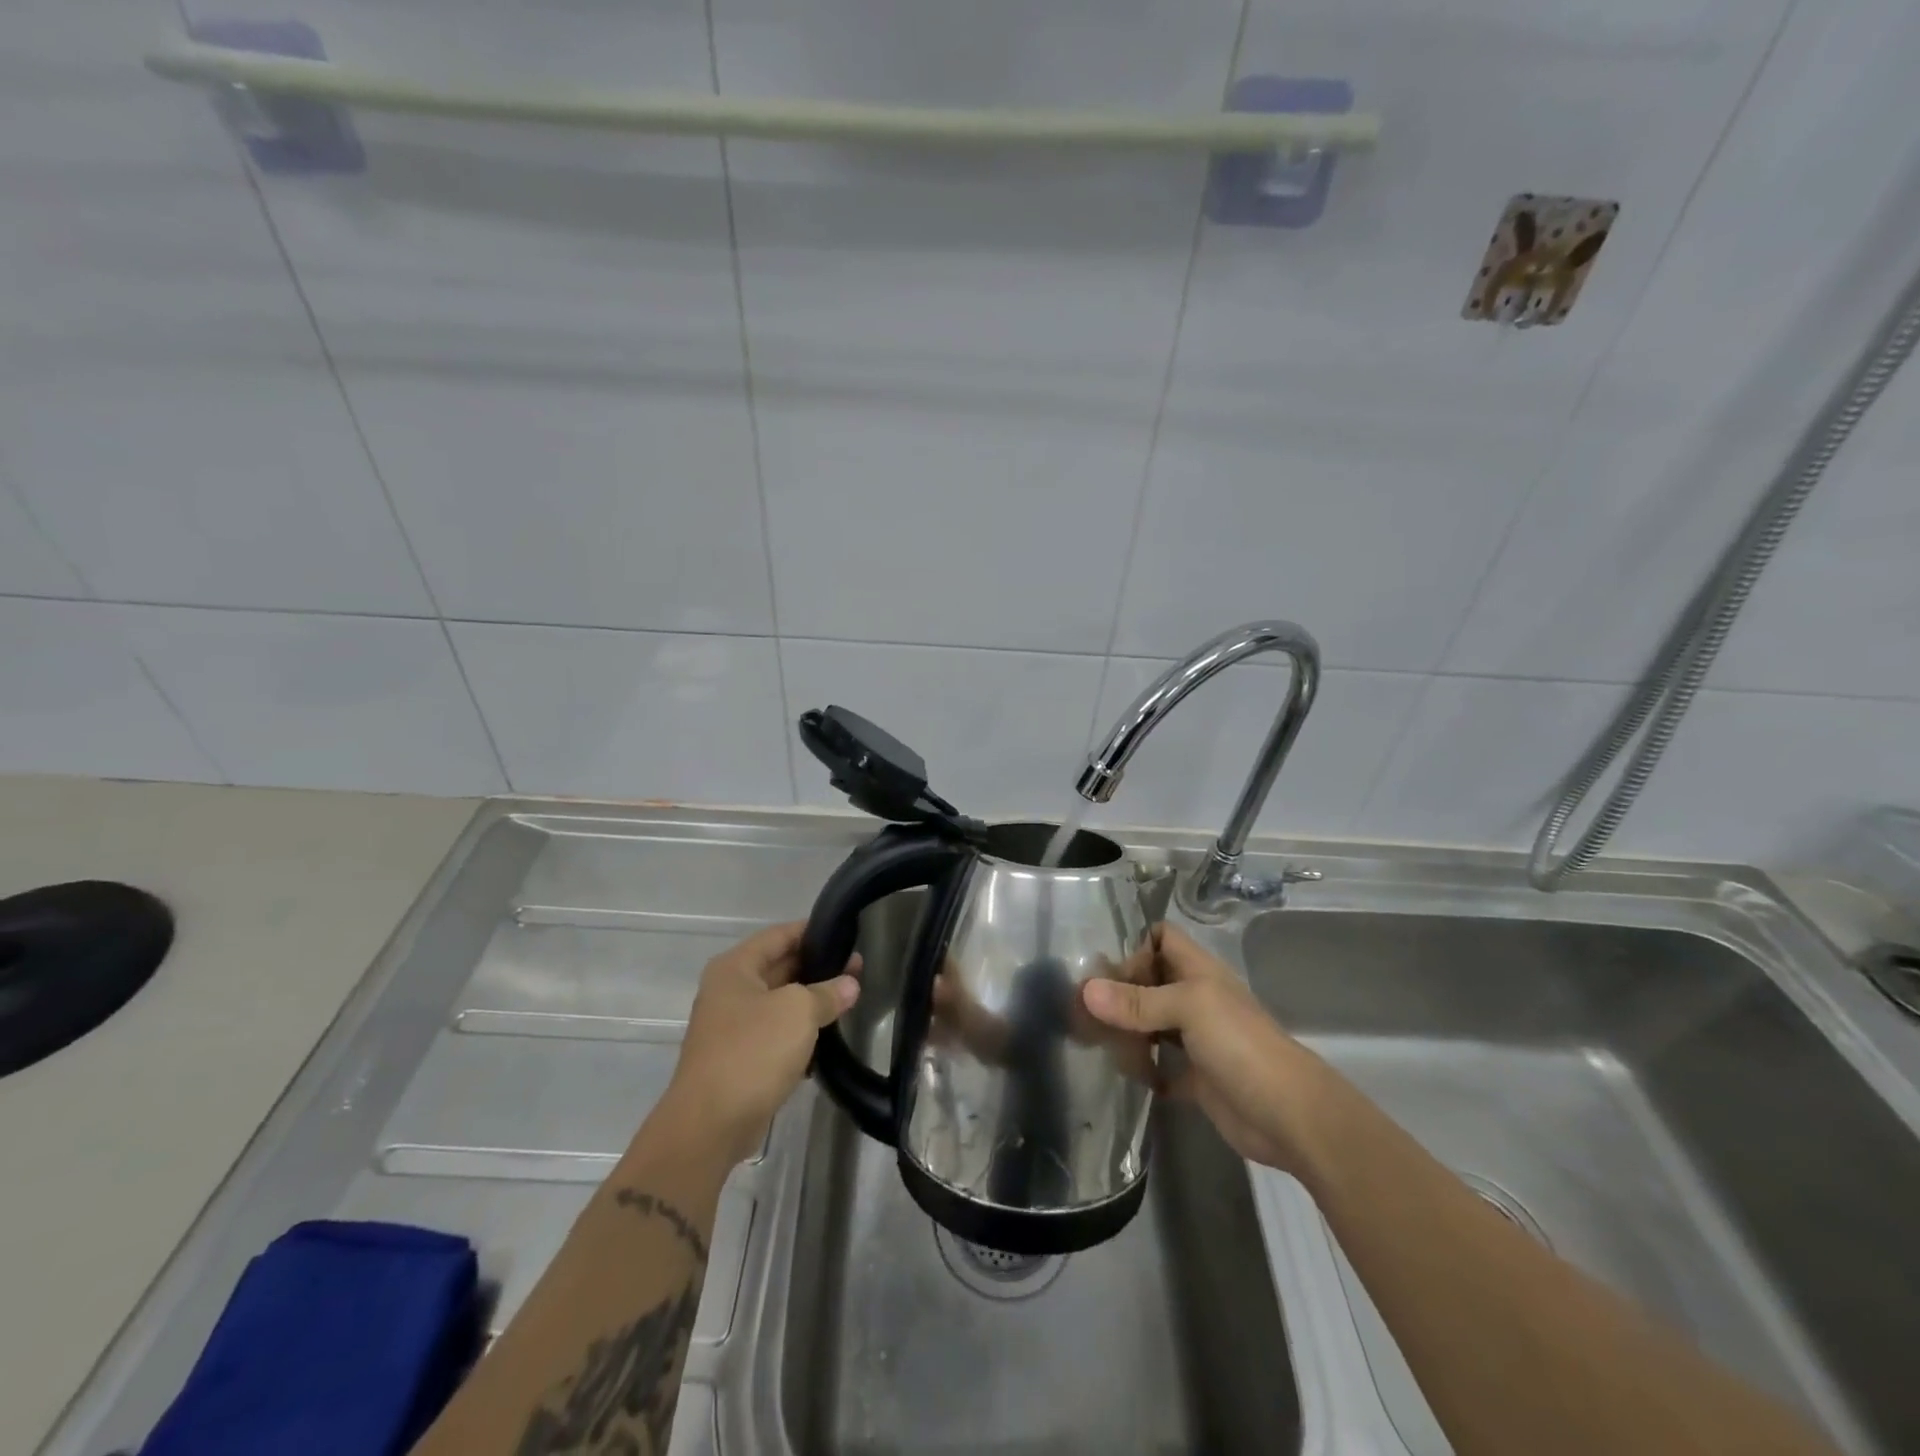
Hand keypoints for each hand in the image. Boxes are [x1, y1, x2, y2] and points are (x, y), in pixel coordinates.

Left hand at [654, 922, 859, 1166]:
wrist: (710, 1125)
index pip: (779, 935)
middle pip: (780, 967)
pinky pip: (776, 1034)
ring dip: (811, 1003)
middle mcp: (730, 991)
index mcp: (735, 968)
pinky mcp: (740, 1058)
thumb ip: (827, 993)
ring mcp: (733, 1026)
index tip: (846, 933)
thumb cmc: (752, 1052)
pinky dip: (800, 1034)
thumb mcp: (798, 1012)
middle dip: (818, 968)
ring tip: (850, 1000)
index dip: (813, 931)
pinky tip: (829, 1039)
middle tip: (857, 969)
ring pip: (780, 1003)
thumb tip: (850, 984)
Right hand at [1082, 922, 1318, 1173]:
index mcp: (1198, 971)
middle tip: (1082, 1010)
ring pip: (1151, 1024)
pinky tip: (1123, 1074)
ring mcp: (1196, 1039)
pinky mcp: (1195, 1078)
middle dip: (1119, 992)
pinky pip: (1159, 1067)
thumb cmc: (1240, 1044)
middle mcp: (1195, 999)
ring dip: (1126, 1031)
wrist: (1289, 1115)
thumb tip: (1086, 991)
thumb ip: (1137, 1001)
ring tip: (1093, 1041)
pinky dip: (1142, 1070)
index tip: (1105, 969)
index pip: (1161, 938)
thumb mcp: (1188, 1008)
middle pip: (1149, 982)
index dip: (1134, 946)